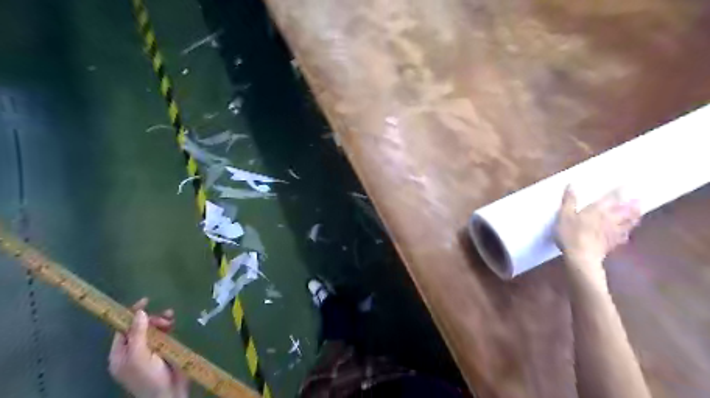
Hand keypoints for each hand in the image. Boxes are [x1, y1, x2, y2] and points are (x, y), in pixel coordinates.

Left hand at [105, 299, 187, 396]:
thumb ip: (137, 334)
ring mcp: (149, 350)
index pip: (123, 329)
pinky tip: (174, 324)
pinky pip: (163, 334)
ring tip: (171, 320)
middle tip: (164, 318)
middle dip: (151, 319)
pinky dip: (168, 327)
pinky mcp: (164, 350)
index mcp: (120, 354)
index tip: (145, 301)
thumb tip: (139, 312)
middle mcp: (132, 351)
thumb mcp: (139, 356)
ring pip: (153, 329)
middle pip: (139, 327)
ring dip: (161, 321)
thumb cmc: (149, 377)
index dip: (132, 314)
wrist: (169, 393)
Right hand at [557, 186, 641, 267]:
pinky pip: (624, 235)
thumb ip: (569, 201)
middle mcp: (610, 218)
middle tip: (639, 199)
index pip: (611, 197)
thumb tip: (571, 185)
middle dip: (632, 204)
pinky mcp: (613, 243)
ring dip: (634, 217)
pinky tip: (627, 233)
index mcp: (598, 209)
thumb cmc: (571, 233)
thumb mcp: (564, 215)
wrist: (582, 256)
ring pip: (628, 222)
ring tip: (639, 213)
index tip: (626, 185)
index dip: (619, 191)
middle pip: (625, 210)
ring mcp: (614, 232)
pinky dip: (627, 232)